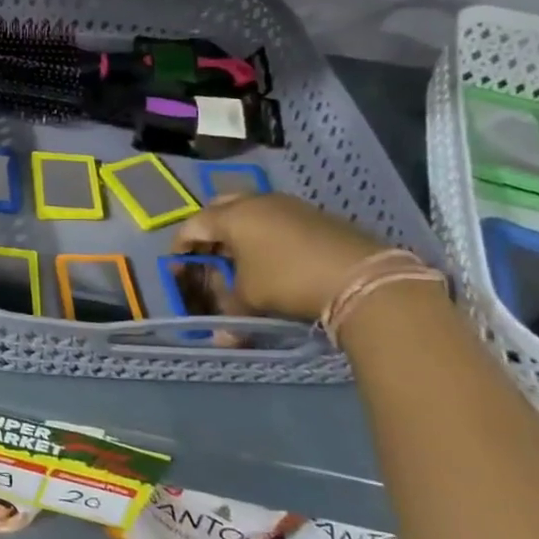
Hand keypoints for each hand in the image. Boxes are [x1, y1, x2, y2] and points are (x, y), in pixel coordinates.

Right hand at [171, 192, 386, 322]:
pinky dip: (264, 232)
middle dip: (209, 230)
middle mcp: (256, 202)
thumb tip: (220, 336)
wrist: (361, 276)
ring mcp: (288, 205)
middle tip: (207, 253)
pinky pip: (275, 217)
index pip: (193, 225)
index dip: (181, 246)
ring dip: (239, 230)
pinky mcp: (313, 214)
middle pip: (219, 208)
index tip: (177, 265)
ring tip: (239, 257)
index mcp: (233, 216)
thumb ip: (229, 309)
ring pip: (250, 210)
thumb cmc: (289, 280)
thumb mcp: (251, 298)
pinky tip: (271, 257)